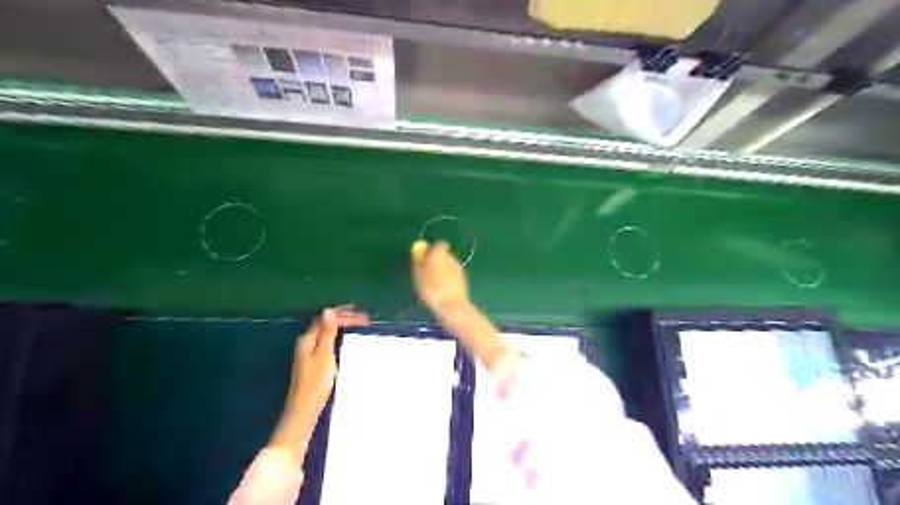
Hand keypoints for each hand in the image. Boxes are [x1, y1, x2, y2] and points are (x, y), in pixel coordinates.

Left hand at [270, 305, 369, 460]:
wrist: (305, 408)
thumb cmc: (316, 382)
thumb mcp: (324, 354)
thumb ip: (327, 333)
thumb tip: (328, 310)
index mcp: (308, 338)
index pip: (327, 319)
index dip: (345, 315)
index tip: (364, 317)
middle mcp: (307, 342)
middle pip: (325, 323)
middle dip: (344, 317)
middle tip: (363, 316)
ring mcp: (308, 351)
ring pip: (326, 331)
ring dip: (341, 325)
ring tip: (356, 322)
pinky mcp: (313, 361)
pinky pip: (326, 339)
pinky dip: (337, 335)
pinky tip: (344, 338)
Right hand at [413, 241, 471, 315]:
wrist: (452, 306)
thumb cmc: (432, 289)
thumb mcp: (420, 275)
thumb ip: (420, 262)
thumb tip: (420, 253)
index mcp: (441, 254)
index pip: (438, 245)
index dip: (431, 251)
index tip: (424, 259)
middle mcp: (452, 258)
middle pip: (444, 255)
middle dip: (436, 261)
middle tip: (426, 273)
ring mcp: (459, 269)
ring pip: (449, 265)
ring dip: (442, 271)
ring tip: (433, 284)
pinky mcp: (463, 279)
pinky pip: (453, 275)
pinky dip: (448, 279)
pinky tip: (442, 290)